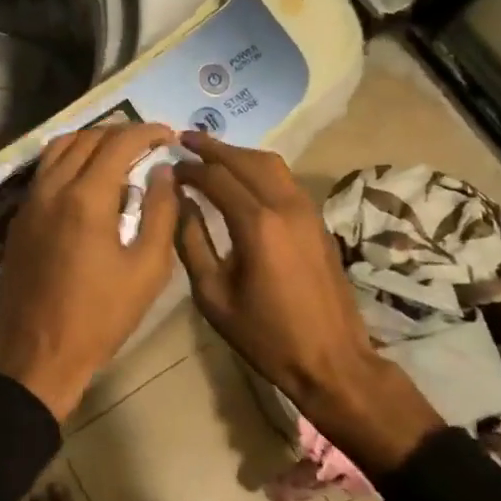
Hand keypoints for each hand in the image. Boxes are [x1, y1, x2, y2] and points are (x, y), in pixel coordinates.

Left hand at [0, 122, 181, 421]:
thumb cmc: (100, 317)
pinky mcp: (19, 217)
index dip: (147, 132)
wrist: (38, 354)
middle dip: (122, 133)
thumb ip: (161, 213)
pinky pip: (45, 169)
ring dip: (92, 141)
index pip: (119, 143)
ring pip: (60, 147)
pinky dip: (70, 158)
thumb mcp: (147, 270)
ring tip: (119, 154)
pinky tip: (88, 178)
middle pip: (88, 138)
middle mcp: (53, 188)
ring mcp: (31, 201)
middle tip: (149, 144)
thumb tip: (163, 173)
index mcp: (87, 198)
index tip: (168, 136)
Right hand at [175, 131, 442, 474]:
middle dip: (213, 147)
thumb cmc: (265, 335)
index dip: (190, 168)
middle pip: (246, 160)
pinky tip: (242, 180)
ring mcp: (308, 211)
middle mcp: (286, 206)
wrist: (332, 360)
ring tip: (211, 154)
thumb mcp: (213, 295)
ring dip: (239, 154)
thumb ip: (192, 242)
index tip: (169, 165)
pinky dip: (259, 170)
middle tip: (184, 139)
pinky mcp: (319, 221)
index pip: (217, 177)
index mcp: (258, 224)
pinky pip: (285, 181)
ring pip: (271, 164)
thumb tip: (181, 202)